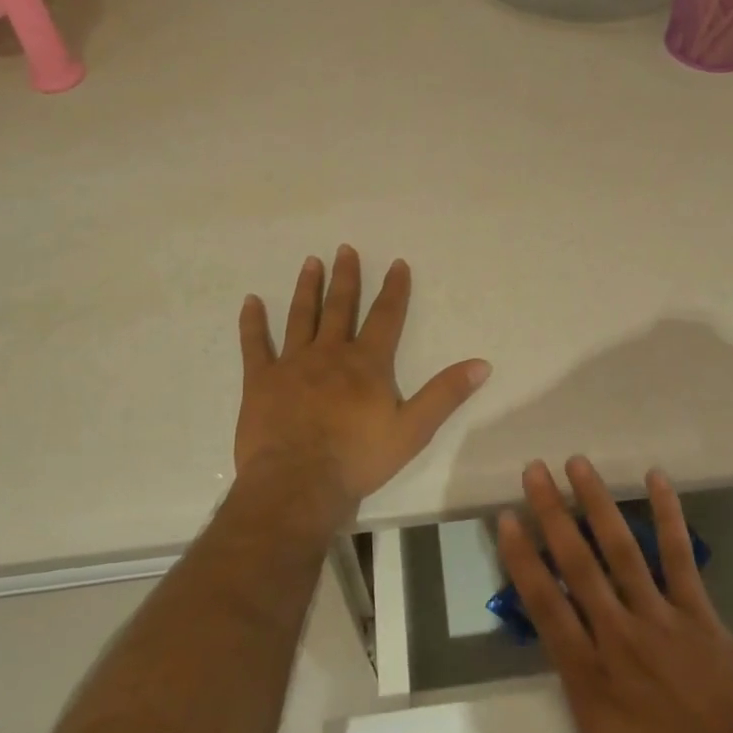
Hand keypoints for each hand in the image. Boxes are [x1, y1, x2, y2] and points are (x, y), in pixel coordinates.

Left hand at [236, 246, 490, 516]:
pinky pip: (255, 345)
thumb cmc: (358, 458)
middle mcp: (330, 353)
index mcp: (366, 363)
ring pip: (301, 317)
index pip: (385, 317)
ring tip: (311, 262)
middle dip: (346, 277)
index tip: (396, 263)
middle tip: (344, 249)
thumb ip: (445, 394)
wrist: (298, 483)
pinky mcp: (261, 380)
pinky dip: (252, 322)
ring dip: (307, 288)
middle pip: (340, 307)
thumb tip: (481, 364)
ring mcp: (292, 364)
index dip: (394, 289)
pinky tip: (250, 301)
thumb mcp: (413, 430)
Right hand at [473, 457, 732, 732]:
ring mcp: (661, 618)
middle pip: (578, 564)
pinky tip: (657, 478)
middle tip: (533, 470)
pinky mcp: (699, 613)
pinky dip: (669, 516)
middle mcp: (619, 635)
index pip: (546, 606)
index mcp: (591, 677)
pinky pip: (680, 557)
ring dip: (599, 503)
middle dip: (553, 513)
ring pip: (622, 551)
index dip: (523, 559)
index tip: (507, 518)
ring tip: (577, 463)